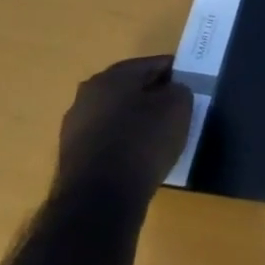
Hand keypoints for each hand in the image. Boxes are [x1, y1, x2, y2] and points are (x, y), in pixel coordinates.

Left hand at [55, 55, 192, 205]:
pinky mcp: (72, 155)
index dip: (177, 75)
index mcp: (113, 75)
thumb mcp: (178, 107)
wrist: (99, 199)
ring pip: (118, 115)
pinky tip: (139, 159)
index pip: (155, 65)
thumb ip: (179, 90)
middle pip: (132, 89)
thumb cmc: (142, 142)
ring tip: (160, 140)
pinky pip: (107, 140)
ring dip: (137, 122)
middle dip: (154, 98)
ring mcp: (75, 126)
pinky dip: (124, 144)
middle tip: (177, 114)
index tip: (192, 90)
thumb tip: (171, 92)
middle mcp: (88, 94)